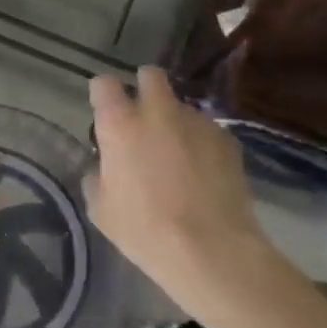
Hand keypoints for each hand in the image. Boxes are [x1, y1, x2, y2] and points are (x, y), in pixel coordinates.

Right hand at [86, 67, 269, 311]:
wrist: (212, 252)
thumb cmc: (144, 229)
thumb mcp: (101, 207)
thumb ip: (98, 174)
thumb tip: (105, 165)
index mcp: (119, 123)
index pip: (103, 83)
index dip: (103, 95)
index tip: (105, 111)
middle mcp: (157, 112)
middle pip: (150, 76)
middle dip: (145, 88)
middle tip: (143, 116)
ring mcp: (197, 123)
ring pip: (182, 106)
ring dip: (175, 120)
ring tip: (178, 152)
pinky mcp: (228, 142)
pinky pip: (208, 131)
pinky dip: (201, 142)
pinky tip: (203, 171)